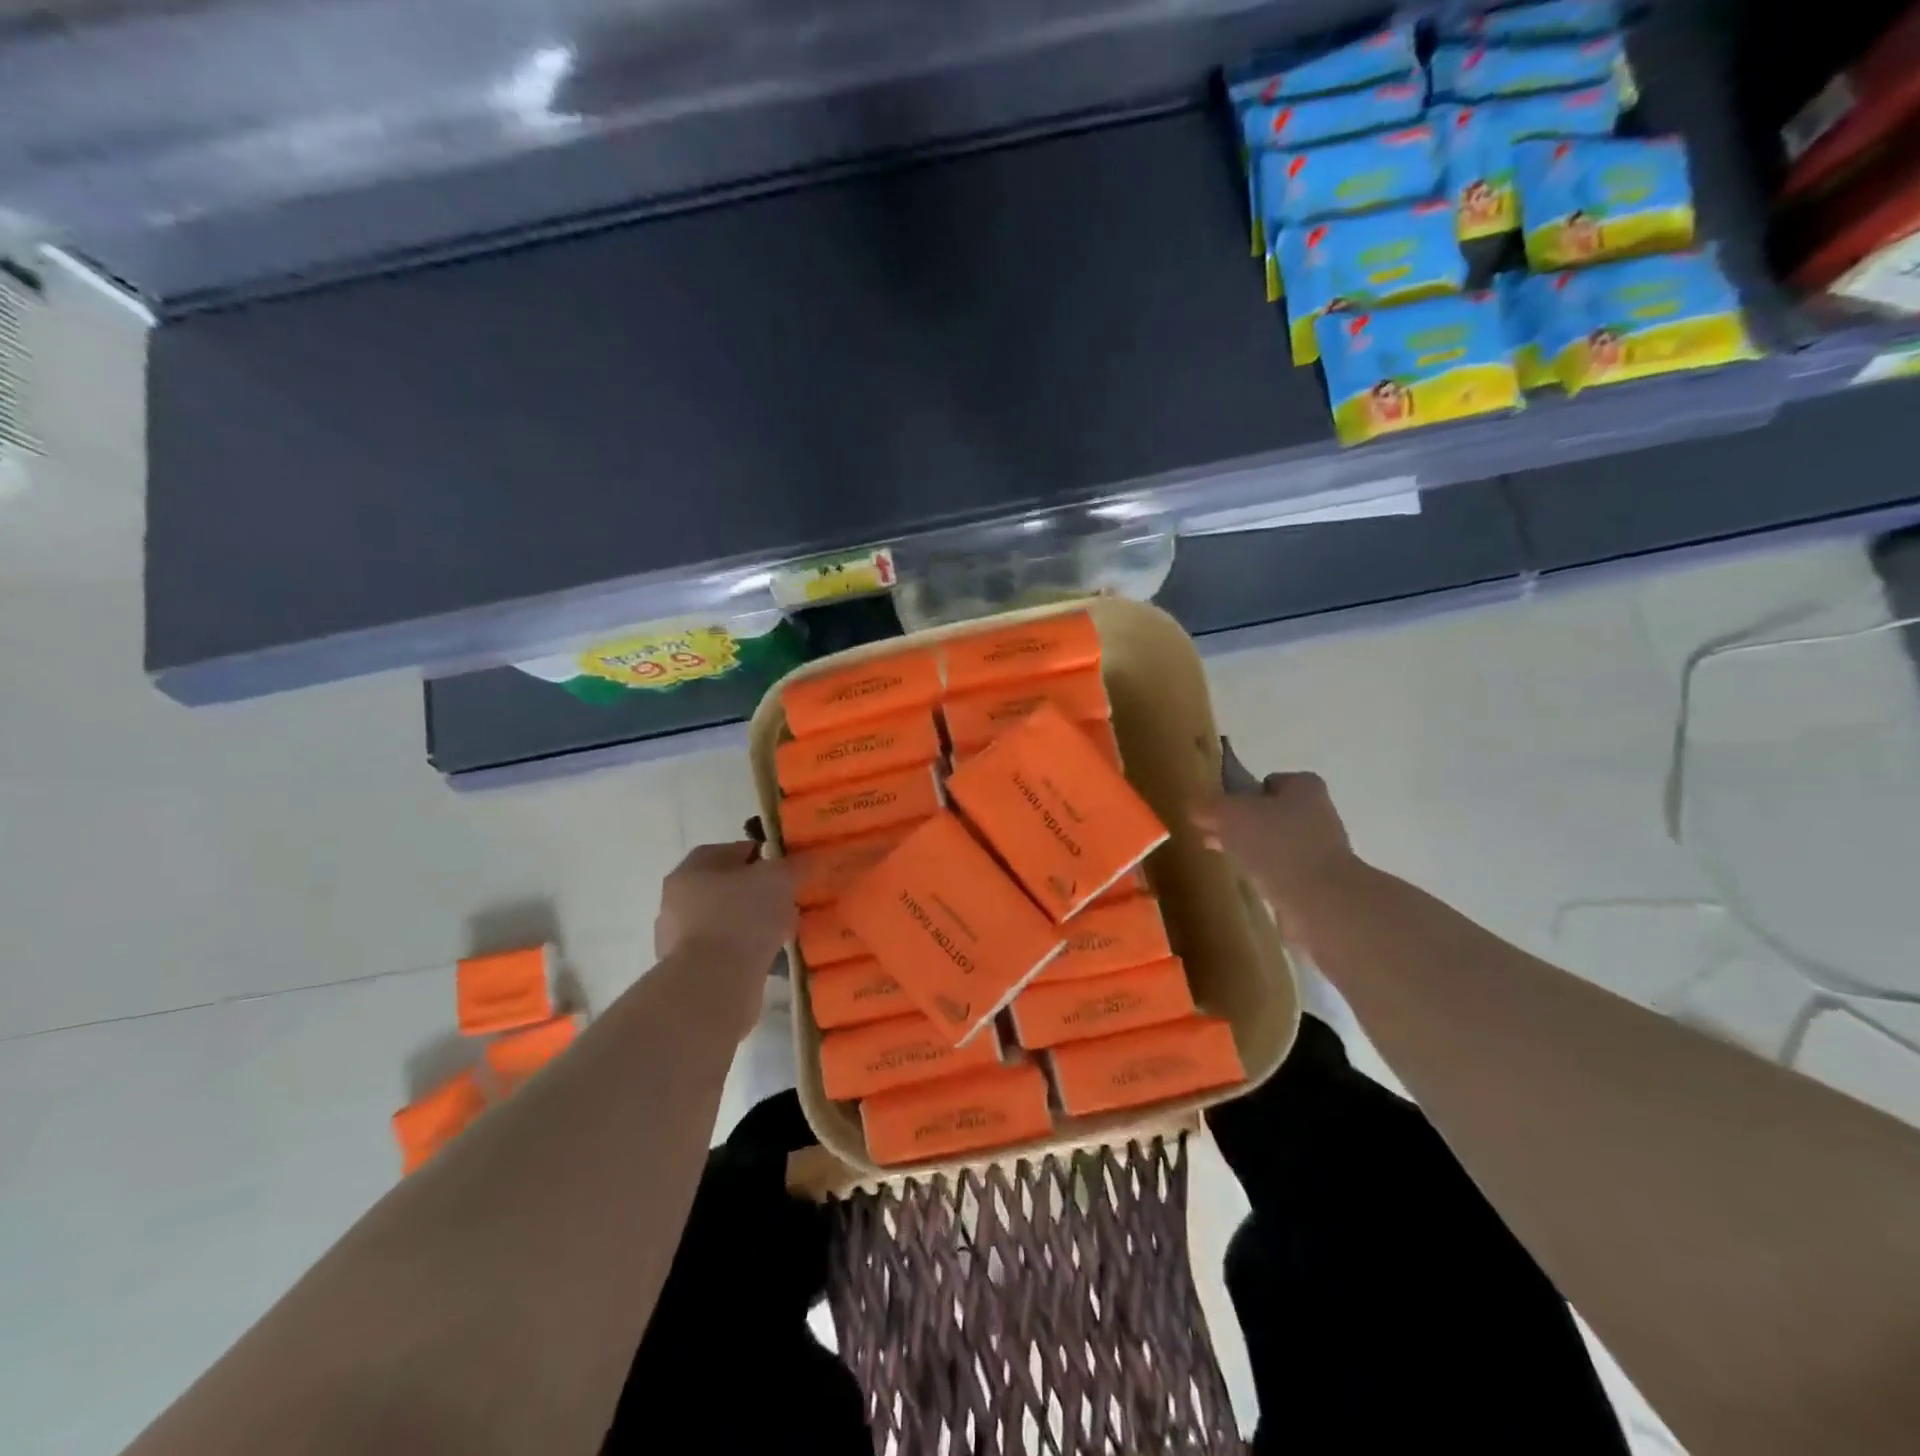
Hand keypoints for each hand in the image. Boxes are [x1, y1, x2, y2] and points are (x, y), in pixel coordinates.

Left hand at [654, 842, 796, 963]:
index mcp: (692, 869)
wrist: (713, 985)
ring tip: (784, 930)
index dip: (764, 856)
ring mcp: (680, 939)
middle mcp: (678, 901)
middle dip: (759, 892)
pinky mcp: (691, 971)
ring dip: (754, 924)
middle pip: (728, 888)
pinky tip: (770, 956)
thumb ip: (794, 865)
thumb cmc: (742, 918)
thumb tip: (808, 858)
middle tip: (789, 899)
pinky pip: (727, 951)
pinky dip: (747, 951)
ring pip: (728, 921)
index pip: (732, 851)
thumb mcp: (778, 879)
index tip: (788, 868)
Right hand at [1191, 768, 1362, 936]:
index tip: (1221, 812)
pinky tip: (1249, 882)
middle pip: (1269, 813)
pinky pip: (1282, 871)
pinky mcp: (1319, 881)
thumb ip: (1207, 806)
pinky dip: (1265, 875)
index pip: (1267, 781)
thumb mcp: (1229, 815)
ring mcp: (1322, 849)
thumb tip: (1194, 807)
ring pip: (1275, 843)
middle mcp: (1318, 813)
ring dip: (1252, 851)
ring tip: (1227, 860)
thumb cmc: (1276, 846)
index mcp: (1304, 787)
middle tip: (1215, 837)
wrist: (1320, 902)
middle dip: (1242, 825)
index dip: (1241, 794)